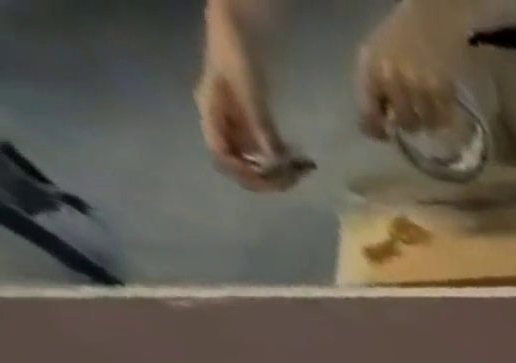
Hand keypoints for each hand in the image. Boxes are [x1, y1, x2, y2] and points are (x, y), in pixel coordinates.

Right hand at [196, 18, 302, 190]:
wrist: (238, 32)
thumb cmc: (238, 57)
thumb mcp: (249, 92)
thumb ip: (260, 126)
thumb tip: (275, 161)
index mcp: (211, 113)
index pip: (221, 155)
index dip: (246, 173)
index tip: (274, 176)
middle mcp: (221, 124)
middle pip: (240, 166)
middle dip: (268, 177)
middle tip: (297, 176)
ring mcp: (237, 126)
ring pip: (256, 164)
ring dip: (280, 173)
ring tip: (304, 169)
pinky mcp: (252, 126)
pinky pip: (267, 154)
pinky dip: (285, 163)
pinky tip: (303, 163)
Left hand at [356, 0, 464, 139]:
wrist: (431, 19)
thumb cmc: (400, 37)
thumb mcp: (376, 55)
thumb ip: (374, 87)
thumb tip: (377, 126)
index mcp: (372, 68)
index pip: (369, 108)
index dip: (373, 127)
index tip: (378, 135)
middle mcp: (394, 79)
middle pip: (403, 123)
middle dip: (407, 124)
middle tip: (412, 117)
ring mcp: (420, 86)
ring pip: (426, 124)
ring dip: (429, 122)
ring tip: (429, 108)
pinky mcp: (443, 91)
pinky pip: (445, 120)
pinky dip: (445, 119)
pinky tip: (443, 107)